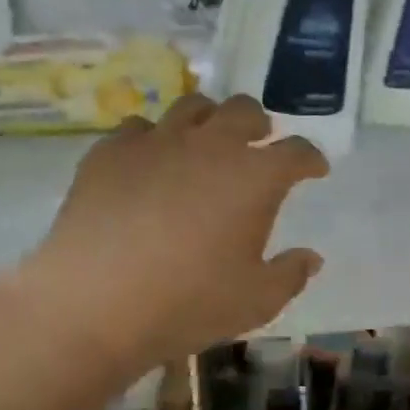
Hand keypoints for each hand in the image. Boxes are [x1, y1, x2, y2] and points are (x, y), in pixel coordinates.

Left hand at [24, 93, 328, 377]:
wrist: (95, 301)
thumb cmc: (188, 303)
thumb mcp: (255, 302)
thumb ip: (290, 275)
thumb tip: (311, 257)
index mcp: (254, 177)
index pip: (296, 152)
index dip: (309, 158)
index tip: (314, 168)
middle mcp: (210, 145)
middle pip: (244, 111)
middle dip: (259, 124)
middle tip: (258, 141)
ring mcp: (157, 141)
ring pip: (192, 106)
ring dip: (208, 119)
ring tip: (204, 140)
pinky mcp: (111, 151)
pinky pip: (139, 127)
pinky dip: (153, 139)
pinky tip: (148, 161)